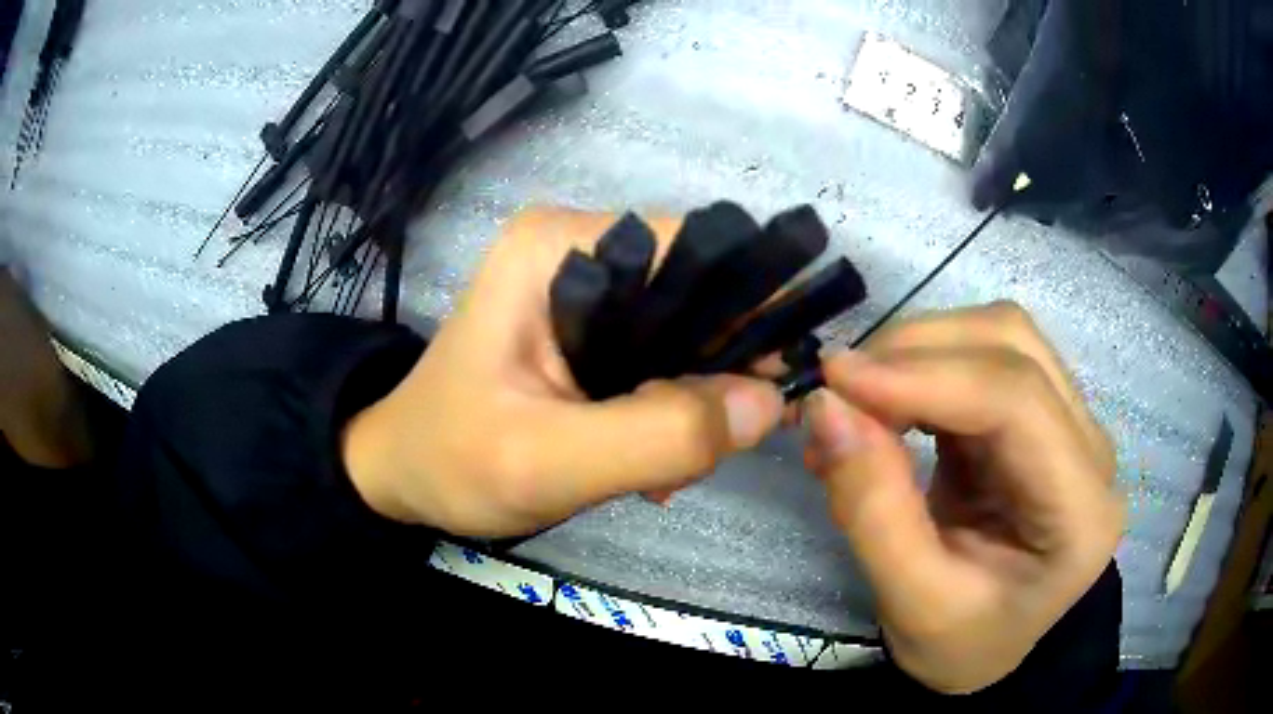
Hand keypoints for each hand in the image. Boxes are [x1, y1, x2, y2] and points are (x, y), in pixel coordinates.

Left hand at [342, 208, 784, 536]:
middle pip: (698, 294)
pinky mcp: (587, 329)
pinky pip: (661, 359)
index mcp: (561, 246)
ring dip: (696, 402)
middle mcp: (579, 247)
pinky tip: (653, 466)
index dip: (749, 313)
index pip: (696, 251)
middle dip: (720, 373)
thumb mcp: (547, 461)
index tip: (773, 388)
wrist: (402, 475)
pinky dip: (672, 411)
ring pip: (686, 333)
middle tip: (717, 447)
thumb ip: (660, 435)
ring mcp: (584, 288)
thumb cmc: (451, 460)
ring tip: (670, 473)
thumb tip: (768, 403)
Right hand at [803, 302, 1122, 693]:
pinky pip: (984, 358)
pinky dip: (925, 367)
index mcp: (1081, 512)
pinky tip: (888, 402)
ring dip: (920, 351)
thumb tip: (826, 406)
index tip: (836, 380)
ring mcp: (1071, 423)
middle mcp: (1091, 450)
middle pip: (1013, 346)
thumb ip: (871, 508)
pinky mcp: (1041, 414)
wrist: (989, 648)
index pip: (1017, 402)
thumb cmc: (961, 643)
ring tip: (857, 399)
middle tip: (839, 391)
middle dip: (917, 352)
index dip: (926, 377)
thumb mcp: (911, 602)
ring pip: (1000, 337)